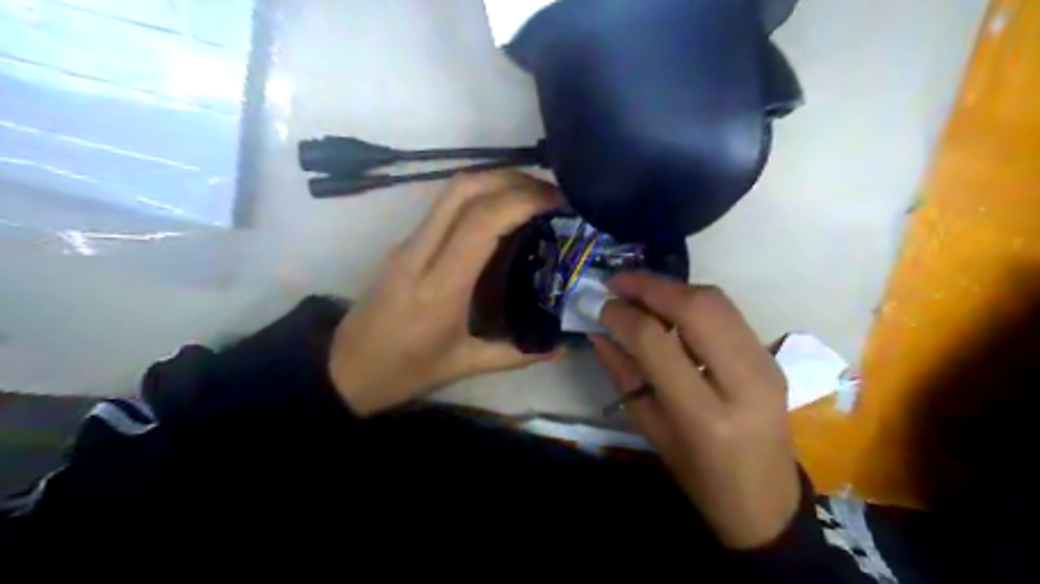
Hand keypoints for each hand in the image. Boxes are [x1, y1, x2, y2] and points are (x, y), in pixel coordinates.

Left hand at [331, 171, 559, 416]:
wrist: (343, 369)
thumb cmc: (403, 372)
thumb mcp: (463, 366)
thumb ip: (516, 355)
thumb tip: (560, 347)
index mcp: (439, 287)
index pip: (481, 223)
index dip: (523, 201)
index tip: (558, 201)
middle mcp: (420, 253)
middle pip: (463, 189)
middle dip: (512, 179)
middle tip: (550, 192)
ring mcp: (407, 244)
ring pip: (451, 191)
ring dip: (495, 181)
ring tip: (533, 196)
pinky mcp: (403, 244)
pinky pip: (444, 207)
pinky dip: (479, 197)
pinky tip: (501, 216)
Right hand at [588, 272, 797, 550]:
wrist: (766, 499)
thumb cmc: (699, 476)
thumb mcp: (651, 430)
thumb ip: (623, 375)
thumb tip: (599, 331)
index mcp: (705, 415)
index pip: (657, 342)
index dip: (623, 316)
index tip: (601, 306)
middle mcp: (743, 382)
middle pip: (696, 307)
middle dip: (650, 286)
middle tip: (618, 282)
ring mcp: (765, 364)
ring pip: (716, 300)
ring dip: (672, 287)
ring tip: (639, 290)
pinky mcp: (771, 356)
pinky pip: (727, 311)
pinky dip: (692, 299)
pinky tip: (669, 307)